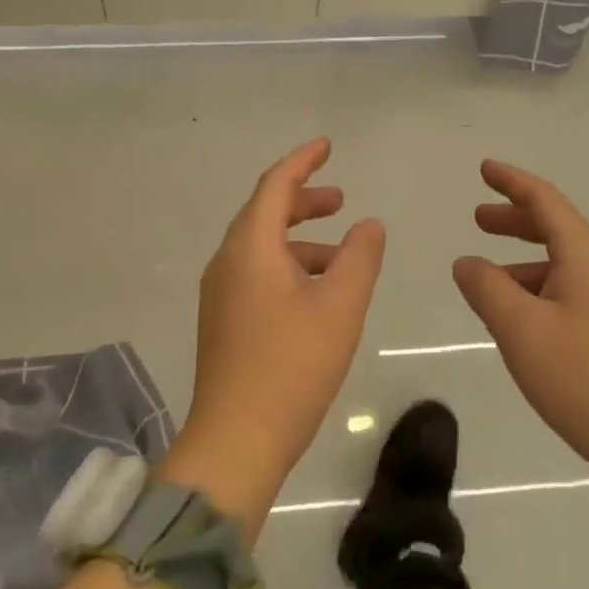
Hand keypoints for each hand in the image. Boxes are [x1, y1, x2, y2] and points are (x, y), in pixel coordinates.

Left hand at [172, 139, 385, 520]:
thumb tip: (368, 224)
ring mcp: (220, 293)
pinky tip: (315, 293)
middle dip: (303, 200)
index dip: (303, 161)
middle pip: (264, 213)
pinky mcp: (223, 321)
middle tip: (341, 199)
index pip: (275, 185)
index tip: (328, 145)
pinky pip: (256, 273)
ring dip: (299, 238)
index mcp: (249, 247)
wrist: (235, 442)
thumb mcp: (339, 306)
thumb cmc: (291, 366)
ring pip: (261, 246)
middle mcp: (227, 262)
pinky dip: (288, 266)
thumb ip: (359, 257)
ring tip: (340, 253)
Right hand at [452, 160, 588, 487]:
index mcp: (585, 256)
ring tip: (488, 281)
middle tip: (478, 220)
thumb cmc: (585, 378)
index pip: (545, 201)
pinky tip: (520, 320)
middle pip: (555, 228)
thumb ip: (487, 288)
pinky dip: (538, 290)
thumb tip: (467, 262)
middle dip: (514, 220)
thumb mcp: (521, 330)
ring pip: (562, 265)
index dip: (512, 182)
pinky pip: (570, 292)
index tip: (484, 168)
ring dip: (523, 261)